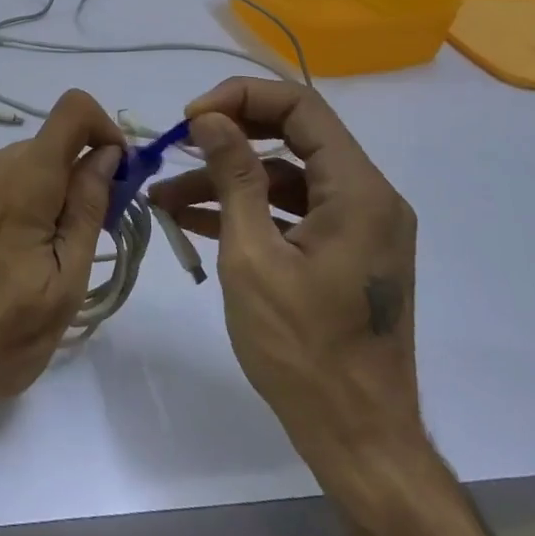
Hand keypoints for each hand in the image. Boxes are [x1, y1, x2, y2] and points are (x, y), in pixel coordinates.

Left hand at [0, 90, 123, 428]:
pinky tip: (7, 252)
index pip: (72, 110)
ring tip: (41, 253)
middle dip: (76, 174)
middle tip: (85, 232)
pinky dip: (13, 201)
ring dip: (44, 192)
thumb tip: (107, 154)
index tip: (116, 173)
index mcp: (21, 183)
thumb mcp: (65, 283)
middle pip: (47, 145)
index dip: (104, 129)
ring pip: (20, 165)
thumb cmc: (4, 338)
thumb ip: (87, 208)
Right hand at [149, 77, 424, 486]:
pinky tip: (193, 219)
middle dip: (230, 134)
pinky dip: (246, 209)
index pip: (302, 108)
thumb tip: (210, 118)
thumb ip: (234, 178)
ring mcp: (359, 226)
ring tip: (165, 194)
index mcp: (359, 192)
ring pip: (286, 176)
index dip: (241, 98)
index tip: (191, 117)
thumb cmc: (302, 349)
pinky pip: (291, 211)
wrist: (356, 436)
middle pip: (295, 135)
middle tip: (179, 144)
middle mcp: (368, 198)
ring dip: (228, 179)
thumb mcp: (253, 256)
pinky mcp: (344, 252)